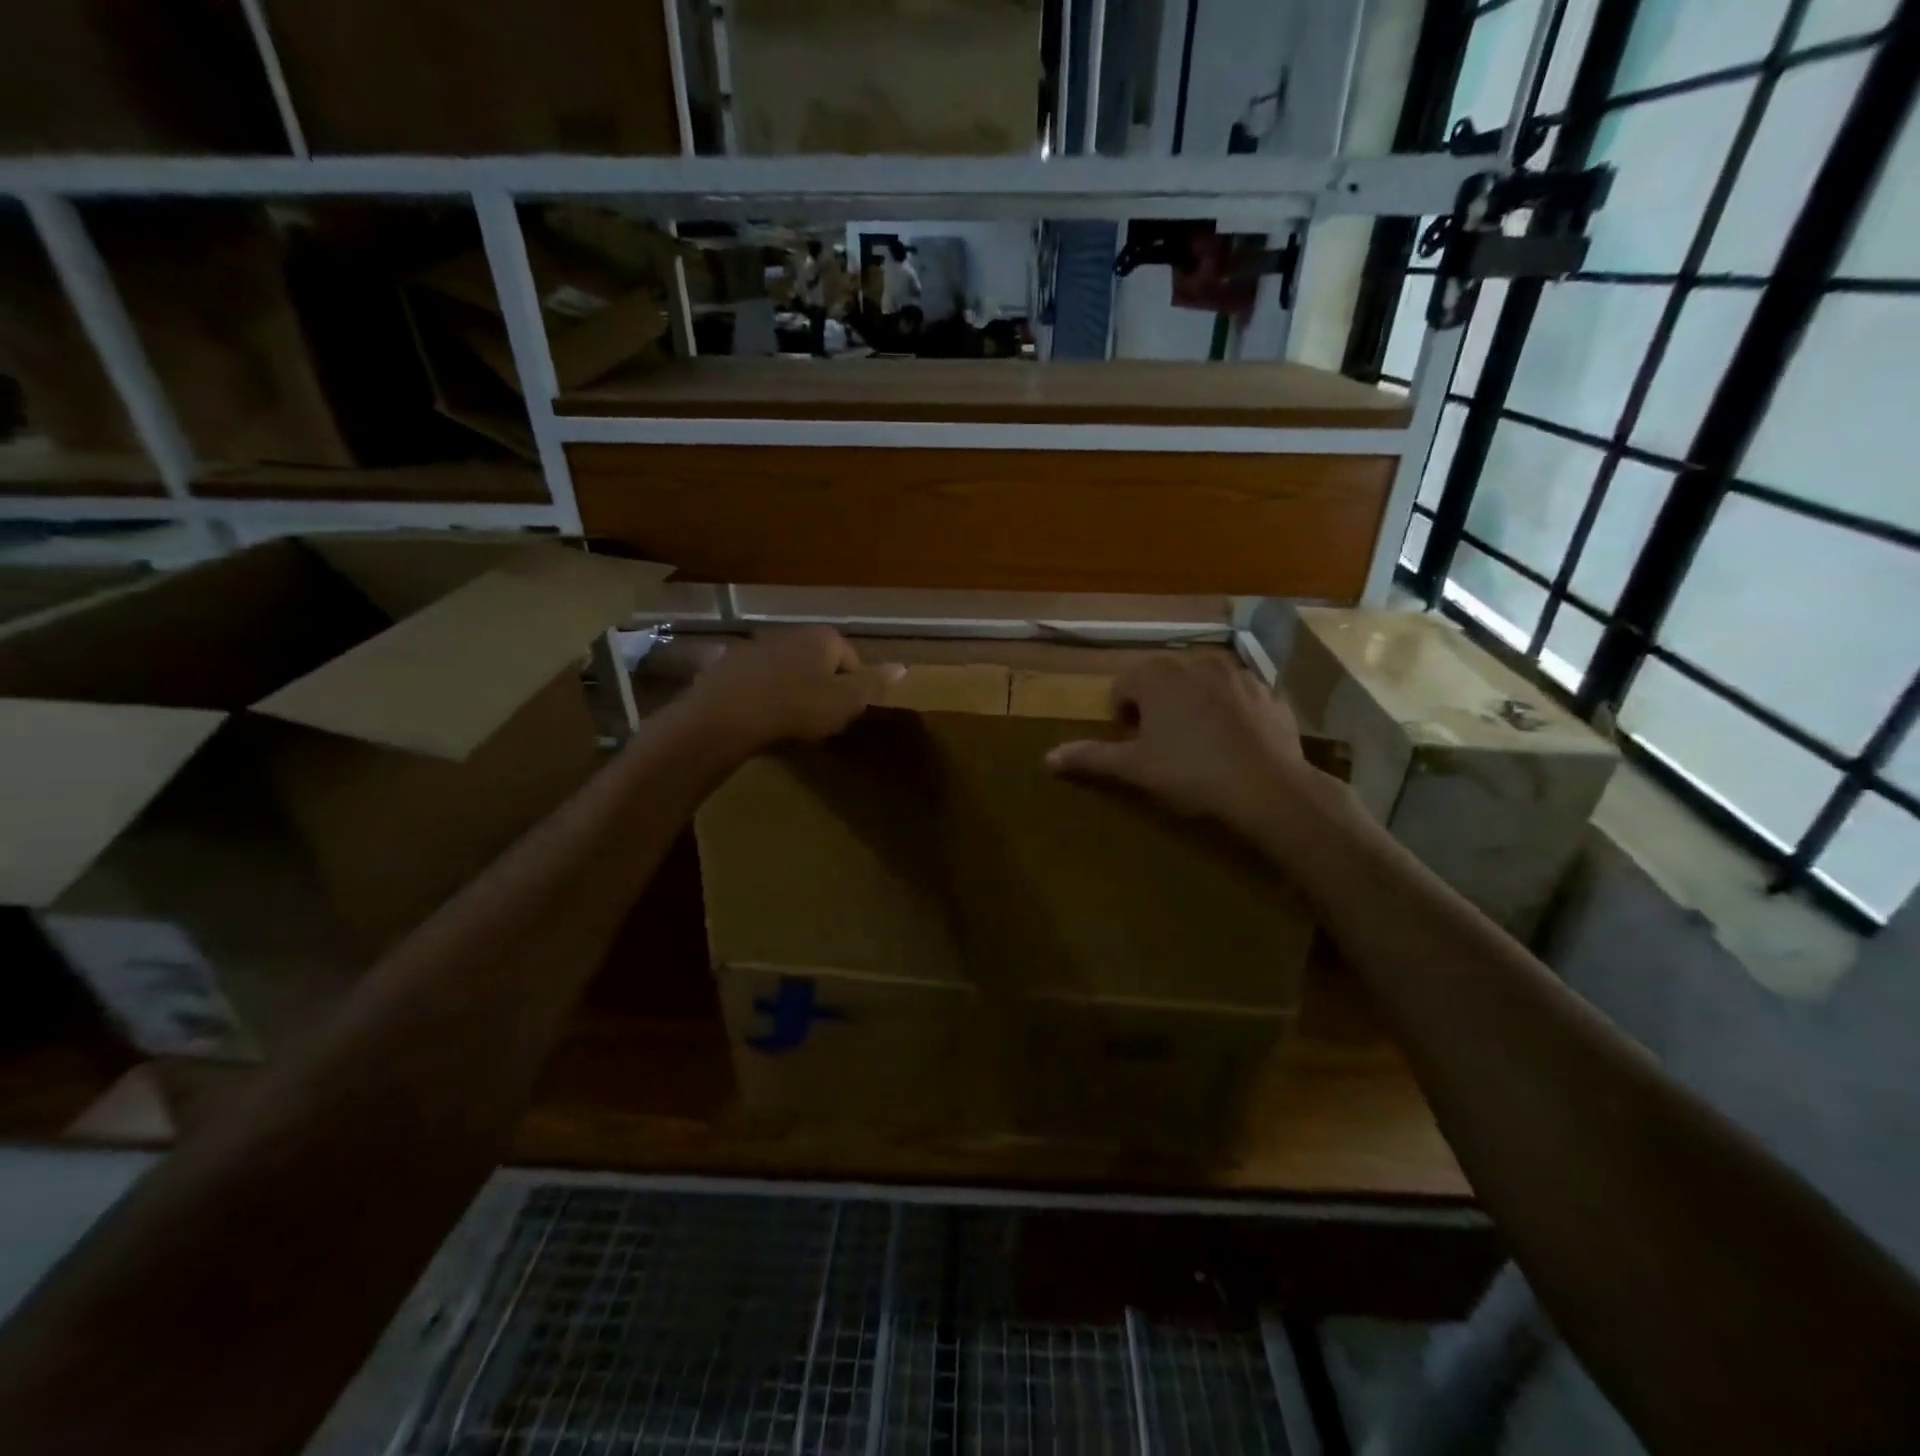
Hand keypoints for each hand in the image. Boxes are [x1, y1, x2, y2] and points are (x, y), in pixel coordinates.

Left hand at [683, 627, 904, 751]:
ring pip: (787, 668)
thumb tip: (904, 667)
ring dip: (792, 689)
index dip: (853, 690)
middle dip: (822, 686)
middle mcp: (792, 632)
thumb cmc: (798, 707)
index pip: (852, 660)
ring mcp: (758, 645)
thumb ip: (875, 684)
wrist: (728, 714)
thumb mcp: (846, 701)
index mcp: (824, 637)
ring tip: (789, 720)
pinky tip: (760, 716)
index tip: (845, 714)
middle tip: (819, 719)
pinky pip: (758, 679)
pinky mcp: (730, 663)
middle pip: (819, 662)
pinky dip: (763, 693)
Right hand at [1046, 655, 1323, 840]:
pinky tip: (1233, 742)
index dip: (1123, 712)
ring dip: (1192, 701)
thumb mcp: (1134, 768)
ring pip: (1201, 681)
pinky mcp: (1268, 692)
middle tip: (1161, 742)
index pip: (1125, 683)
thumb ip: (1090, 758)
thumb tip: (1046, 758)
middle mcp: (1195, 663)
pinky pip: (1236, 694)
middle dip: (1156, 703)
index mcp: (1158, 676)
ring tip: (1197, 740)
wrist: (1268, 787)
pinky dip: (1228, 709)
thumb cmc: (1190, 773)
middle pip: (1162, 677)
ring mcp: (1237, 674)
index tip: (1133, 740)